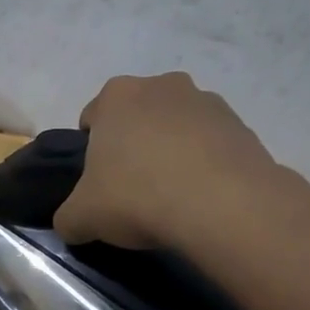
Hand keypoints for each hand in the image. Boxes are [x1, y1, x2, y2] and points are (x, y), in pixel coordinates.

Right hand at [54, 72, 282, 251]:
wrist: (222, 206)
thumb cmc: (137, 197)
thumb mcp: (82, 217)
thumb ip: (68, 217)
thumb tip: (72, 224)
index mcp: (116, 96)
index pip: (91, 118)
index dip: (90, 152)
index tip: (99, 182)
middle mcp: (161, 85)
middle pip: (137, 117)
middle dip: (134, 145)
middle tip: (133, 188)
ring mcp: (206, 101)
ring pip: (176, 127)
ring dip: (171, 151)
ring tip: (173, 195)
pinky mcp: (241, 125)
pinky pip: (211, 144)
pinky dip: (204, 164)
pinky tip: (202, 197)